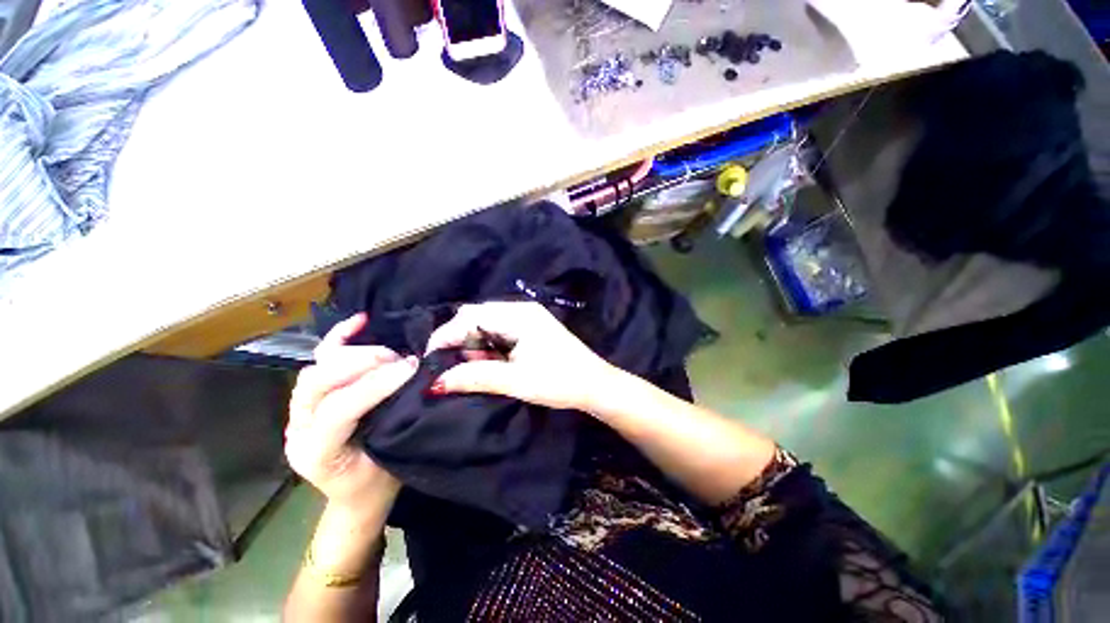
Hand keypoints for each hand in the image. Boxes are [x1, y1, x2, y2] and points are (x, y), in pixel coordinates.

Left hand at [285, 313, 417, 509]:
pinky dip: (339, 337)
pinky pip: (318, 360)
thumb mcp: (391, 458)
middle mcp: (298, 430)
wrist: (356, 495)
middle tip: (400, 360)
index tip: (411, 368)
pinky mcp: (309, 398)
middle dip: (363, 364)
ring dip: (356, 354)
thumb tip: (416, 378)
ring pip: (316, 368)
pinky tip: (361, 320)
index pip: (339, 409)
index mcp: (316, 455)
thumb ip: (396, 419)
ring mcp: (298, 411)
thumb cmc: (378, 482)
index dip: (375, 384)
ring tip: (389, 355)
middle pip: (318, 382)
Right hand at [424, 301, 616, 410]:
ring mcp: (527, 319)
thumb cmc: (560, 381)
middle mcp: (521, 310)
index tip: (429, 360)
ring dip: (474, 345)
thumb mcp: (516, 381)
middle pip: (477, 317)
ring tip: (476, 369)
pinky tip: (491, 364)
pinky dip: (488, 347)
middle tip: (456, 367)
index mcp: (518, 315)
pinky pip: (499, 332)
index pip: (470, 316)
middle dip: (460, 340)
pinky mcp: (530, 330)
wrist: (595, 385)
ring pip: (487, 325)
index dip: (446, 335)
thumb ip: (477, 377)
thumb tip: (437, 382)